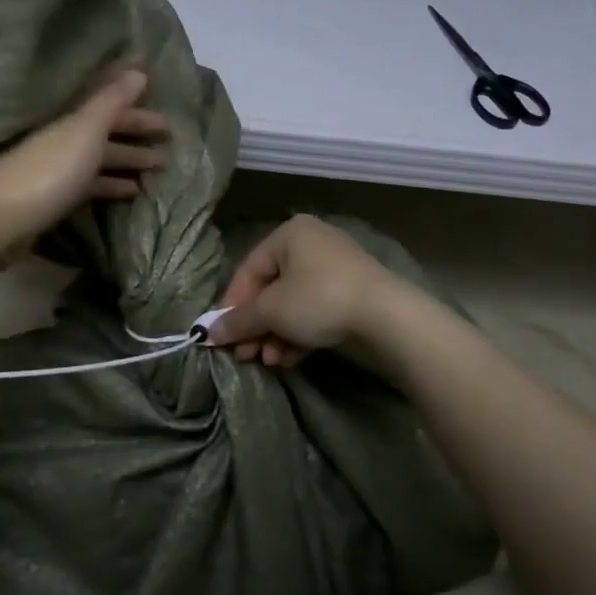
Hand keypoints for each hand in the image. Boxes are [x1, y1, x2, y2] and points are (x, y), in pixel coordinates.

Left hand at [0, 69, 166, 274]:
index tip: (156, 79)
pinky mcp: (56, 199)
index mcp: (69, 119)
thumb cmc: (46, 172)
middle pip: (105, 128)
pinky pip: (93, 185)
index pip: (105, 95)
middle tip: (171, 134)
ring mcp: (58, 170)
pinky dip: (113, 185)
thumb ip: (110, 102)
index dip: (129, 87)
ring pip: (101, 158)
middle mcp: (63, 139)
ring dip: (130, 159)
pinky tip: (133, 192)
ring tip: (161, 165)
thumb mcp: (83, 132)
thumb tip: (138, 69)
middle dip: (137, 128)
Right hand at [210, 215, 398, 366]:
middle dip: (256, 326)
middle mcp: (312, 243)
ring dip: (276, 334)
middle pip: (270, 289)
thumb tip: (207, 333)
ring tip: (269, 360)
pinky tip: (290, 359)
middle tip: (245, 354)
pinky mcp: (352, 293)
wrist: (387, 317)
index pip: (248, 270)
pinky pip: (315, 310)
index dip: (232, 305)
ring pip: (293, 303)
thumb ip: (237, 320)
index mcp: (289, 234)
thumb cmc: (319, 299)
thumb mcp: (271, 311)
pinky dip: (300, 333)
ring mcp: (335, 268)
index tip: (222, 336)